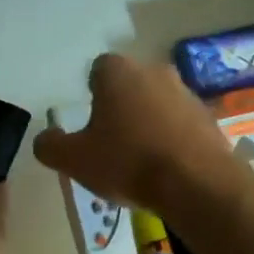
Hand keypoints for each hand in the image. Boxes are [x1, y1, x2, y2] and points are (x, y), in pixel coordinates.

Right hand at [32, 53, 237, 213]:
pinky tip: (167, 167)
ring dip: (148, 121)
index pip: (97, 70)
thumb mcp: (75, 160)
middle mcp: (152, 70)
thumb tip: (44, 138)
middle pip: (129, 84)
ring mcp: (185, 91)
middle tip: (112, 142)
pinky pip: (181, 122)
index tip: (90, 124)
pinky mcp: (208, 116)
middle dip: (120, 106)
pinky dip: (172, 137)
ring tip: (141, 159)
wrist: (198, 184)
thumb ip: (51, 146)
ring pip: (156, 101)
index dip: (91, 94)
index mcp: (117, 71)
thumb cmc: (128, 162)